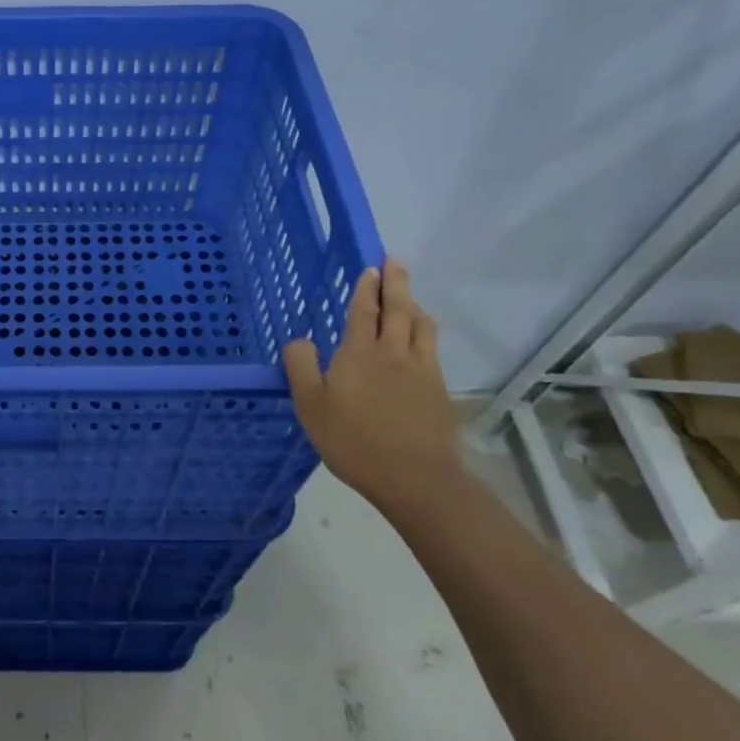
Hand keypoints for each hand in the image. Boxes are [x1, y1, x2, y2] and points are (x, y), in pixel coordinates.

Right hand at [282, 260, 461, 508]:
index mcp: (359, 353)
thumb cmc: (354, 441)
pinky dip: (426, 333)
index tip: (371, 268)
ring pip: (421, 326)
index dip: (366, 289)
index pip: (363, 311)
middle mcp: (393, 353)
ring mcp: (422, 370)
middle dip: (395, 284)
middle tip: (395, 263)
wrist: (415, 477)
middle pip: (398, 309)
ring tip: (410, 298)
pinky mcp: (439, 390)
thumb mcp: (311, 406)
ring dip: (414, 306)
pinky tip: (423, 342)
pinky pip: (432, 349)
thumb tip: (299, 339)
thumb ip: (301, 368)